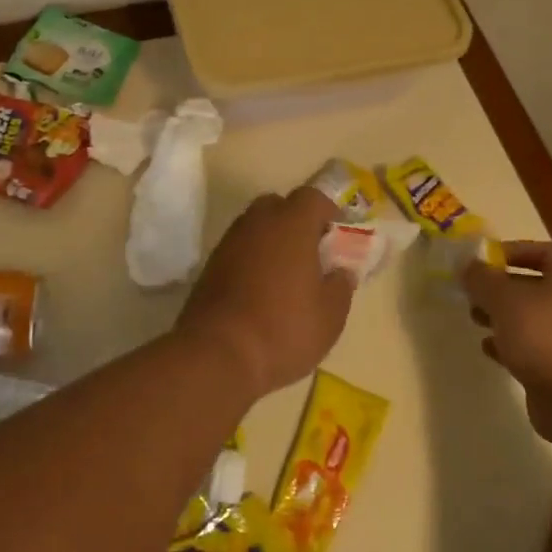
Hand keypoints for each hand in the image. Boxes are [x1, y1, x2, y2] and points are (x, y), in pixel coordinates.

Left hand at [176, 187, 355, 399]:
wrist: (218, 354)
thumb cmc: (284, 329)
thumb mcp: (330, 316)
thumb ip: (341, 286)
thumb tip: (341, 272)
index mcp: (292, 223)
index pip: (312, 197)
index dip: (328, 211)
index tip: (337, 235)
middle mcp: (258, 222)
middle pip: (279, 206)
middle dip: (296, 222)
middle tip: (310, 253)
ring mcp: (230, 242)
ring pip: (256, 227)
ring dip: (272, 242)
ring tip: (286, 276)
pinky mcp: (210, 265)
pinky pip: (239, 250)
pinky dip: (251, 261)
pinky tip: (260, 292)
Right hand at [464, 241, 551, 443]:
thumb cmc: (544, 336)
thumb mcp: (504, 299)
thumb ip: (482, 278)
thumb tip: (465, 264)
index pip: (542, 250)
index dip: (511, 250)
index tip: (482, 259)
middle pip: (533, 284)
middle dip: (499, 286)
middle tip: (471, 291)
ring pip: (530, 316)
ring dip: (501, 315)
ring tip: (474, 318)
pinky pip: (532, 346)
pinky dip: (510, 344)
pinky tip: (488, 348)